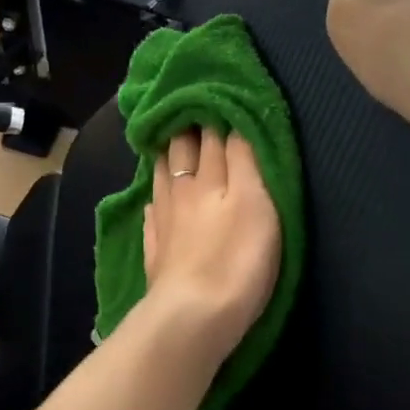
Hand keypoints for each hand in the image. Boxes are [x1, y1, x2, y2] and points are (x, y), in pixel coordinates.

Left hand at [141, 128, 281, 368]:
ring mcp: (164, 222)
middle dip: (186, 127)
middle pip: (180, 150)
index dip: (214, 112)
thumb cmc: (236, 258)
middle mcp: (181, 191)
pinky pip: (153, 215)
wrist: (193, 316)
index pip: (211, 135)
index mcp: (208, 177)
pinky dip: (155, 201)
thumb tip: (233, 120)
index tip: (215, 93)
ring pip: (162, 177)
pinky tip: (155, 202)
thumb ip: (244, 159)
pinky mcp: (156, 253)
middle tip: (190, 110)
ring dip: (166, 156)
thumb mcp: (256, 201)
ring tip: (169, 143)